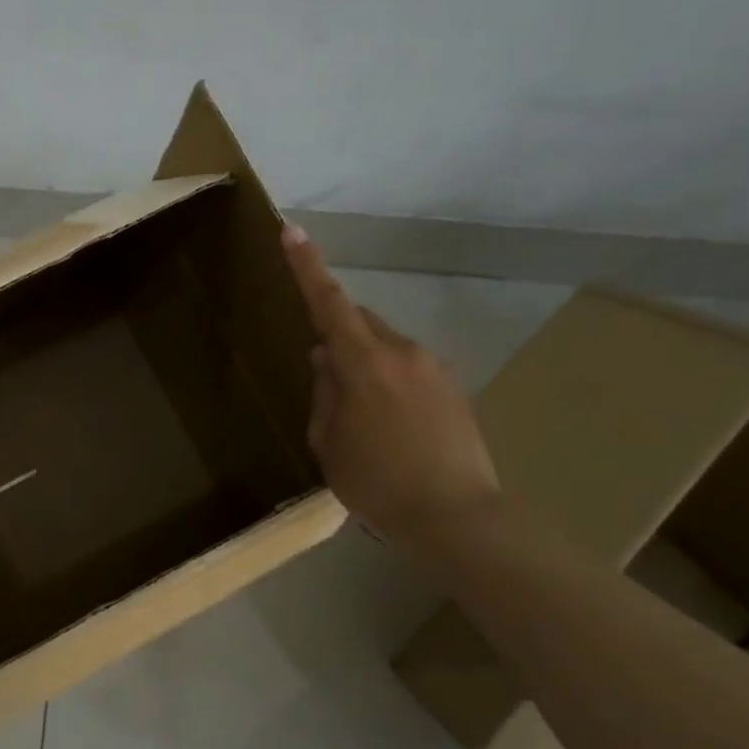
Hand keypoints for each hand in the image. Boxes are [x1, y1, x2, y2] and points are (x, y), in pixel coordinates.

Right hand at [281, 225, 501, 550]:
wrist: (455, 517)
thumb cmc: (377, 483)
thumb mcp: (329, 443)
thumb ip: (324, 393)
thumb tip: (326, 360)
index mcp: (364, 364)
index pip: (328, 304)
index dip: (307, 267)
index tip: (292, 232)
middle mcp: (403, 353)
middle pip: (360, 323)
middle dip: (338, 336)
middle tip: (324, 377)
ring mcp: (434, 368)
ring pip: (386, 347)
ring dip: (365, 364)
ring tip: (361, 416)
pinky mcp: (454, 387)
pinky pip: (409, 369)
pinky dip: (390, 382)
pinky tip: (390, 425)